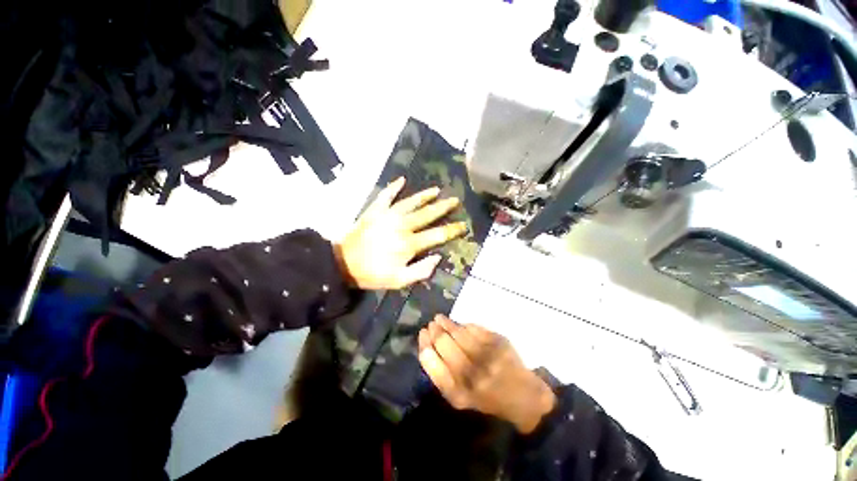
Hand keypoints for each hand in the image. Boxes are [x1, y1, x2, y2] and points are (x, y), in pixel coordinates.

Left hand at [334, 177, 467, 289]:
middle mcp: (402, 226)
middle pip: (427, 214)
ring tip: (436, 190)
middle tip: (455, 200)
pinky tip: (401, 180)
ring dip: (424, 195)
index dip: (453, 230)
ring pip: (411, 202)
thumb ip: (421, 271)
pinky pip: (386, 195)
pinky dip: (393, 187)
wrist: (343, 264)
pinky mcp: (375, 211)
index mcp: (409, 244)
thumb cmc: (372, 274)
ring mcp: (388, 215)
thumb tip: (438, 257)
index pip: (437, 235)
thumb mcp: (399, 280)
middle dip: (443, 207)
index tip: (463, 225)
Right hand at [418, 315, 555, 433]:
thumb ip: (441, 376)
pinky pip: (474, 328)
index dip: (425, 344)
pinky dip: (463, 325)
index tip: (422, 333)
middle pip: (445, 343)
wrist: (523, 397)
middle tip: (431, 324)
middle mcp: (473, 375)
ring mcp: (488, 356)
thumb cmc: (487, 398)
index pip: (434, 363)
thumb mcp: (459, 398)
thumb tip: (428, 345)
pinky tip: (459, 325)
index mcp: (460, 393)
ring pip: (459, 332)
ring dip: (446, 323)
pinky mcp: (499, 342)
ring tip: (439, 319)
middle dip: (434, 331)